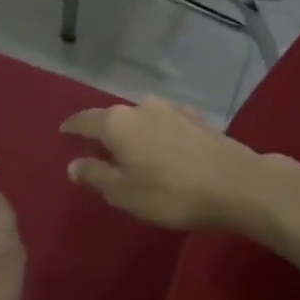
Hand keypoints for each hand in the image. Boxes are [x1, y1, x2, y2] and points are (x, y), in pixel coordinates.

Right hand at [61, 99, 264, 230]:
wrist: (236, 183)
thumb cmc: (170, 192)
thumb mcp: (124, 192)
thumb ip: (95, 175)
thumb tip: (73, 164)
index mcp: (117, 123)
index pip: (84, 120)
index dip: (71, 127)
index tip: (63, 133)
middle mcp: (141, 107)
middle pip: (114, 118)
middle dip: (105, 132)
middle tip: (98, 151)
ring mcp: (172, 109)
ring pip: (142, 119)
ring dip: (134, 133)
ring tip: (133, 152)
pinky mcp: (197, 118)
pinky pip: (166, 124)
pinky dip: (159, 134)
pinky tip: (165, 148)